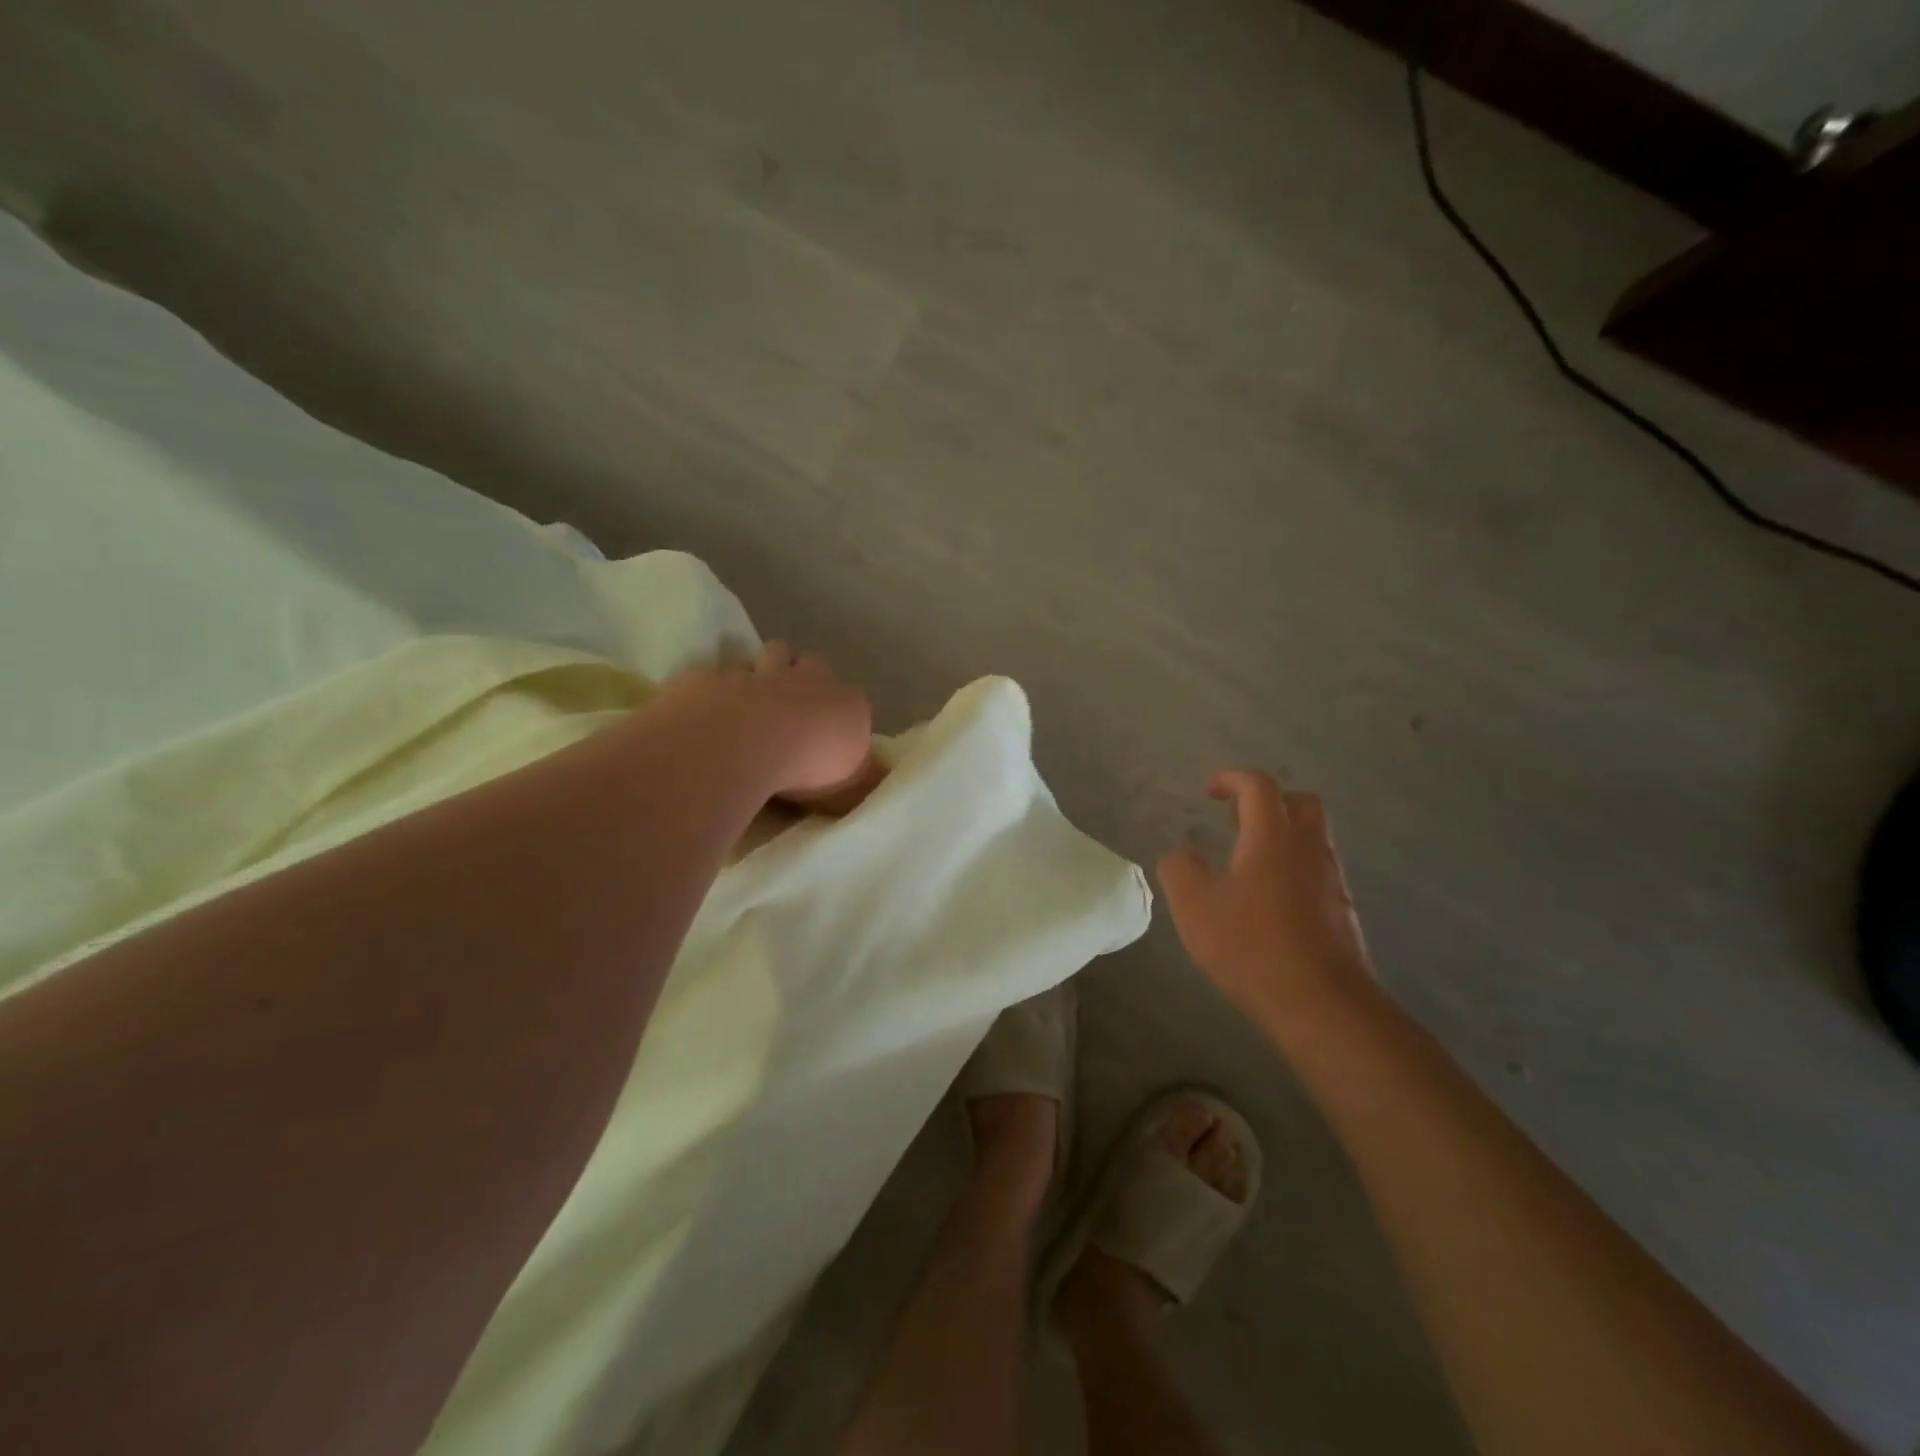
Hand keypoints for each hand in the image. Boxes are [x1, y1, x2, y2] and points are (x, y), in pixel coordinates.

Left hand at [654, 641, 877, 809]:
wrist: (747, 743)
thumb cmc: (809, 768)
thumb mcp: (851, 789)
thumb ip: (861, 779)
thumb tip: (873, 777)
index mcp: (847, 703)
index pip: (853, 699)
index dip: (841, 712)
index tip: (830, 734)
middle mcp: (809, 680)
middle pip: (811, 662)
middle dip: (804, 675)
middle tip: (793, 706)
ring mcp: (761, 673)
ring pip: (770, 654)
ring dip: (766, 670)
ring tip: (757, 699)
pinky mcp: (716, 678)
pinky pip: (719, 675)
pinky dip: (719, 688)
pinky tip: (711, 710)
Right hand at [1157, 771, 1373, 1022]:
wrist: (1323, 1004)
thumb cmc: (1252, 946)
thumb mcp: (1194, 907)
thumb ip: (1180, 871)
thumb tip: (1181, 854)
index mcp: (1272, 837)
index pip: (1258, 786)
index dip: (1232, 779)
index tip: (1210, 790)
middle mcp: (1309, 849)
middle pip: (1300, 803)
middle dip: (1268, 801)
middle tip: (1237, 820)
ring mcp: (1332, 880)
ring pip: (1313, 838)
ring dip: (1283, 836)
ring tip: (1248, 862)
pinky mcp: (1343, 911)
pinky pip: (1318, 871)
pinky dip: (1294, 868)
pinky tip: (1270, 901)